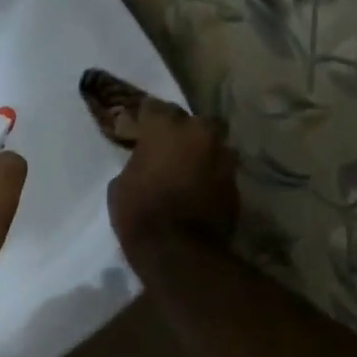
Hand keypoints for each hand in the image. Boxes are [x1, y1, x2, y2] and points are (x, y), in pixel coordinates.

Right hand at [107, 98, 237, 260]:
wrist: (178, 249)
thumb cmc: (139, 212)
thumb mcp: (120, 184)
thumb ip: (136, 163)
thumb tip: (146, 163)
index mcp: (166, 128)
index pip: (154, 107)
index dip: (145, 117)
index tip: (138, 126)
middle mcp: (200, 134)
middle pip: (194, 120)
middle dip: (184, 130)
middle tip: (170, 145)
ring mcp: (223, 158)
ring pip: (214, 144)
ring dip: (203, 152)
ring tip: (189, 168)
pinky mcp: (235, 183)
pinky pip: (221, 170)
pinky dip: (211, 176)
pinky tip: (199, 189)